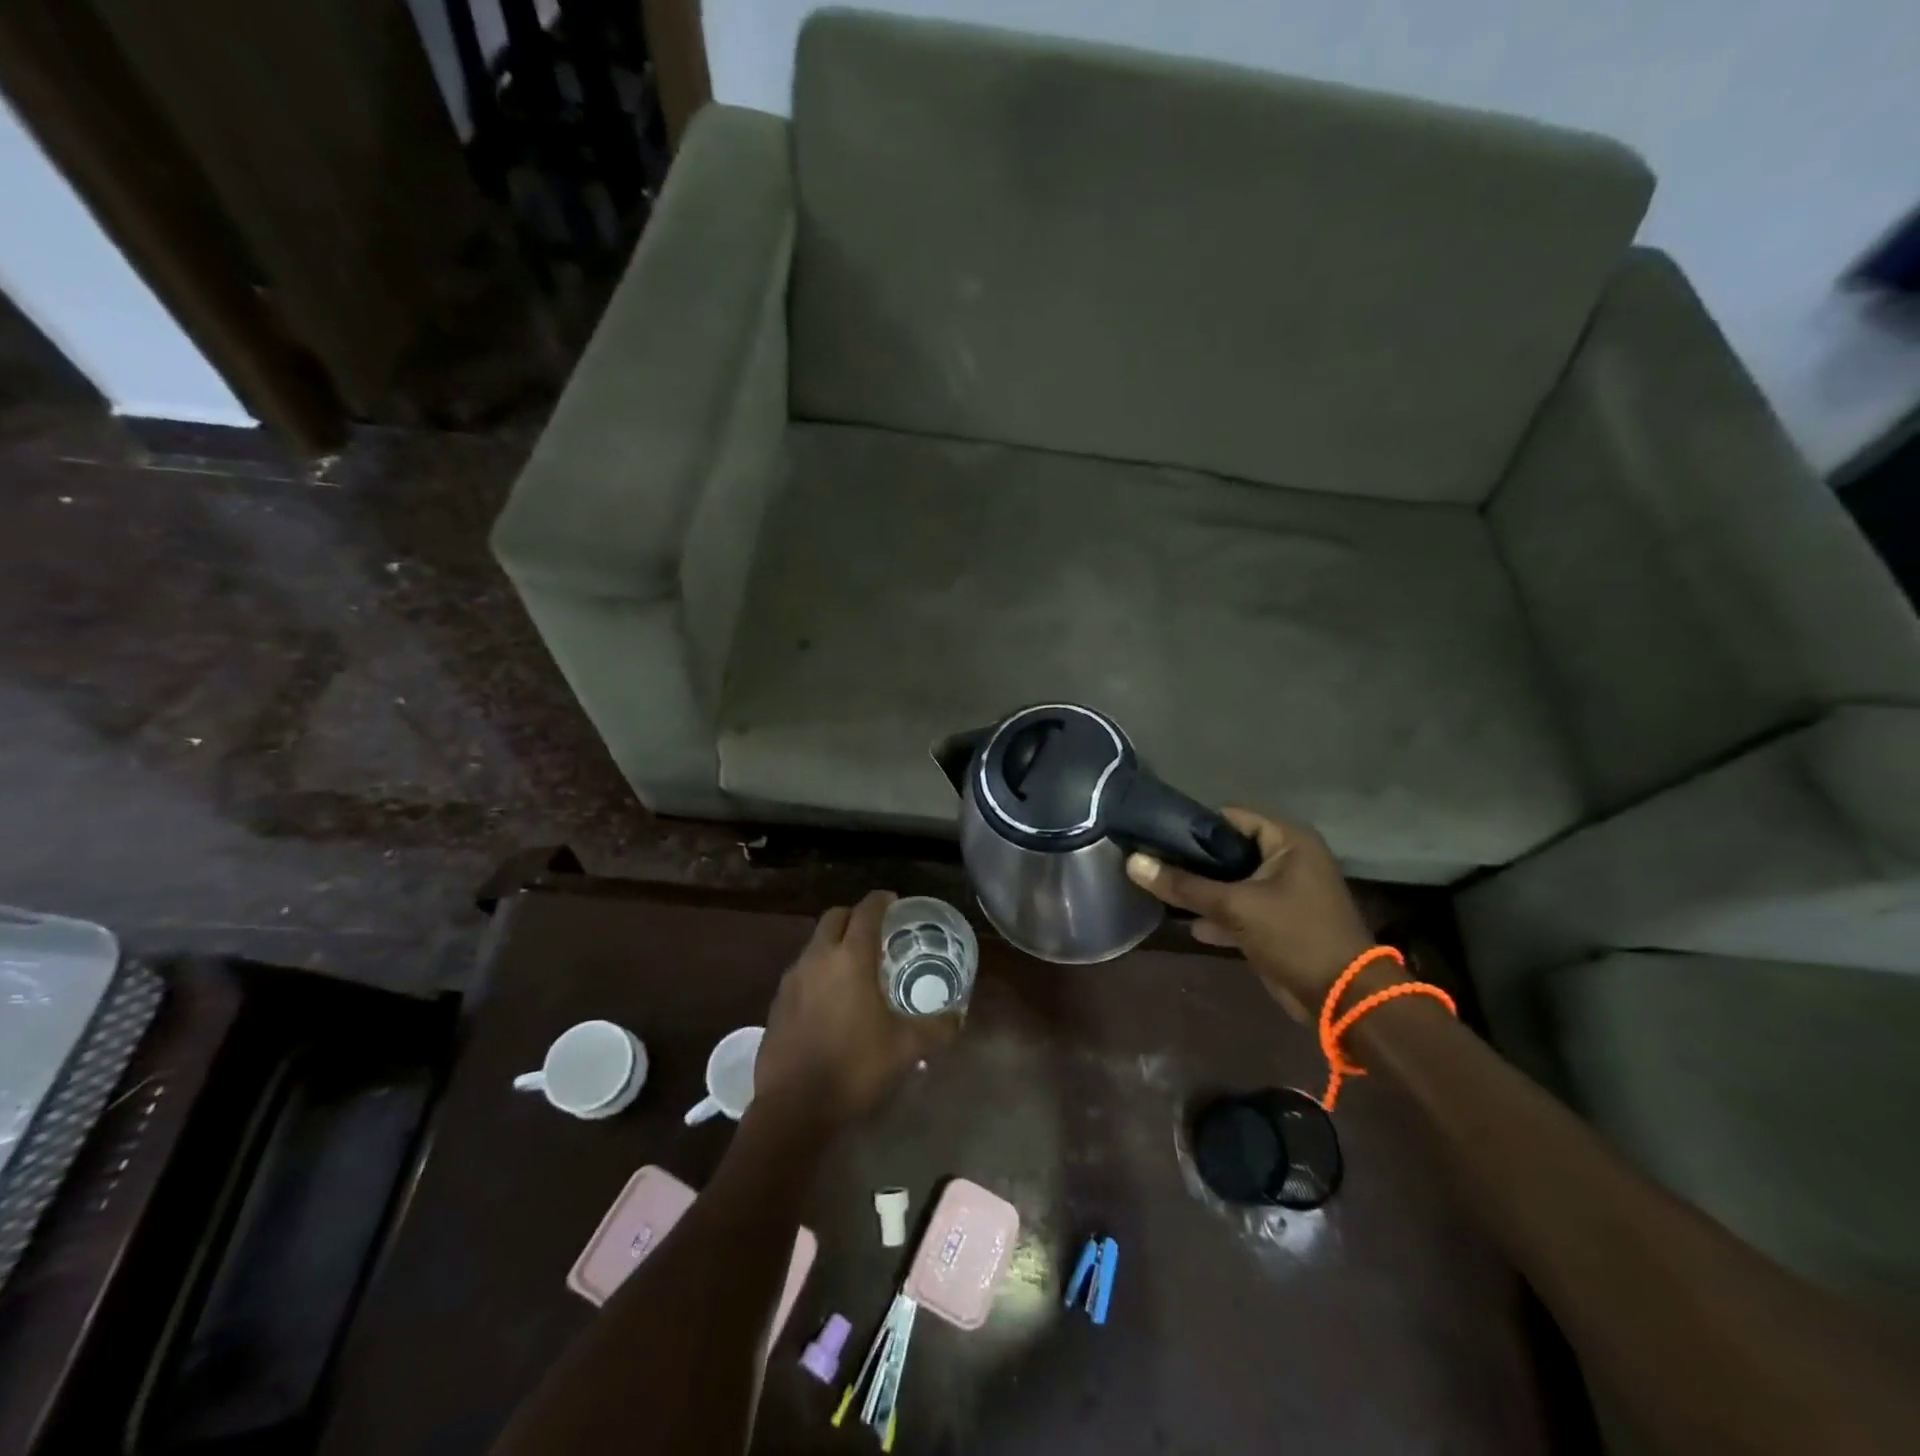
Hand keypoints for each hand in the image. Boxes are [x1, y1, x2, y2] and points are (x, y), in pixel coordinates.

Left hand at [756, 891, 960, 1123]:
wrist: (793, 1108)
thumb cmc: (855, 1067)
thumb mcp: (906, 1048)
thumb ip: (936, 1028)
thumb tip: (959, 1017)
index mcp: (850, 958)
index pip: (866, 911)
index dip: (881, 900)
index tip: (893, 901)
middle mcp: (818, 958)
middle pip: (834, 917)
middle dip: (855, 916)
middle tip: (876, 931)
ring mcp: (792, 980)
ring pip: (815, 944)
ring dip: (834, 944)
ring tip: (855, 966)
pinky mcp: (777, 1003)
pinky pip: (801, 971)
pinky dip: (818, 971)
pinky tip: (831, 999)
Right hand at [1125, 809, 1382, 1020]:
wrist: (1342, 999)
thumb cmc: (1295, 937)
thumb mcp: (1235, 907)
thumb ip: (1183, 885)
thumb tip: (1132, 862)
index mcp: (1288, 840)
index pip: (1230, 817)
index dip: (1193, 826)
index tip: (1156, 836)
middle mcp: (1288, 858)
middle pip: (1228, 849)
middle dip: (1192, 860)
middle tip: (1152, 864)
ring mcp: (1285, 890)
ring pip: (1232, 880)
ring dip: (1202, 889)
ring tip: (1160, 890)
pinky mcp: (1278, 920)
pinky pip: (1240, 906)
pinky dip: (1217, 913)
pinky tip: (1185, 922)